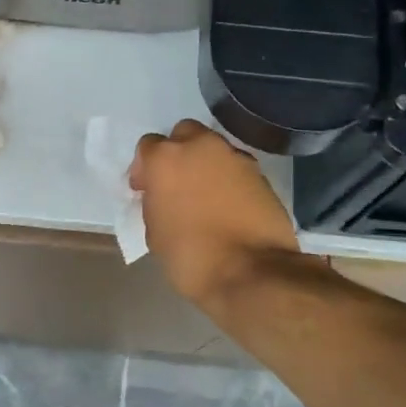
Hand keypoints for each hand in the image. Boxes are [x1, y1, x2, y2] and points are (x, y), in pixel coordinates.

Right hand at [129, 120, 307, 309]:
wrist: (251, 273)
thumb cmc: (190, 256)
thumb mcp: (154, 232)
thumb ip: (155, 203)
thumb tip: (163, 197)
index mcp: (165, 158)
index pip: (148, 146)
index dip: (144, 168)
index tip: (145, 190)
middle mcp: (200, 147)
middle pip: (184, 134)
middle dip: (178, 152)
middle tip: (177, 182)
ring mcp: (235, 157)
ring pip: (214, 148)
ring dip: (206, 164)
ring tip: (206, 196)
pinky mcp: (261, 174)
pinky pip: (237, 168)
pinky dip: (230, 180)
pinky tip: (229, 205)